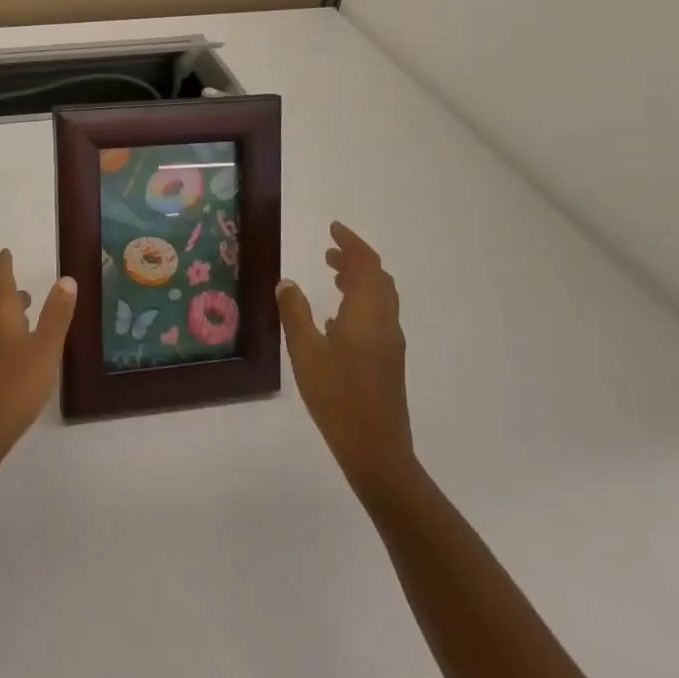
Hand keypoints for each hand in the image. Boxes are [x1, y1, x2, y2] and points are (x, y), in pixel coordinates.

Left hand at [0, 250, 77, 471]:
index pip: (0, 281)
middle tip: (29, 294)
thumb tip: (65, 279)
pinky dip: (7, 342)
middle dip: (13, 297)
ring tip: (31, 326)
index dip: (4, 265)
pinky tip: (20, 361)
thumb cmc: (14, 386)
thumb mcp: (45, 349)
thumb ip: (56, 315)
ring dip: (12, 321)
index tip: (6, 252)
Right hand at [276, 222, 415, 500]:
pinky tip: (337, 317)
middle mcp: (385, 322)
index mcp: (367, 313)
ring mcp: (391, 343)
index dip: (351, 243)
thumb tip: (287, 282)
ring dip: (360, 280)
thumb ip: (295, 313)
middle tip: (329, 252)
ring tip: (333, 276)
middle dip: (355, 259)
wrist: (376, 449)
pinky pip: (379, 316)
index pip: (366, 265)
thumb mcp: (305, 352)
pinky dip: (361, 302)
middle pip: (378, 278)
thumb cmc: (337, 396)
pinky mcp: (389, 361)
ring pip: (381, 298)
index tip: (333, 228)